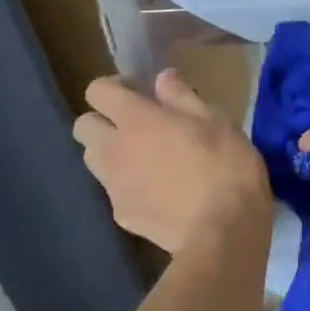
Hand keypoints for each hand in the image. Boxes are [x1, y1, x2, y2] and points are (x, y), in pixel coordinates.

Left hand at [73, 69, 271, 254]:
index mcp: (136, 119)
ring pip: (93, 159)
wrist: (222, 232)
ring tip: (144, 159)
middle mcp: (114, 149)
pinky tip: (159, 193)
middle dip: (103, 120)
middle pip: (84, 126)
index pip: (97, 91)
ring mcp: (113, 185)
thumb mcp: (217, 121)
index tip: (139, 91)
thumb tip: (162, 78)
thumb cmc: (226, 166)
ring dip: (110, 152)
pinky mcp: (121, 215)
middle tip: (138, 126)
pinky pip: (114, 190)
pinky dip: (128, 185)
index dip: (115, 87)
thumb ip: (182, 97)